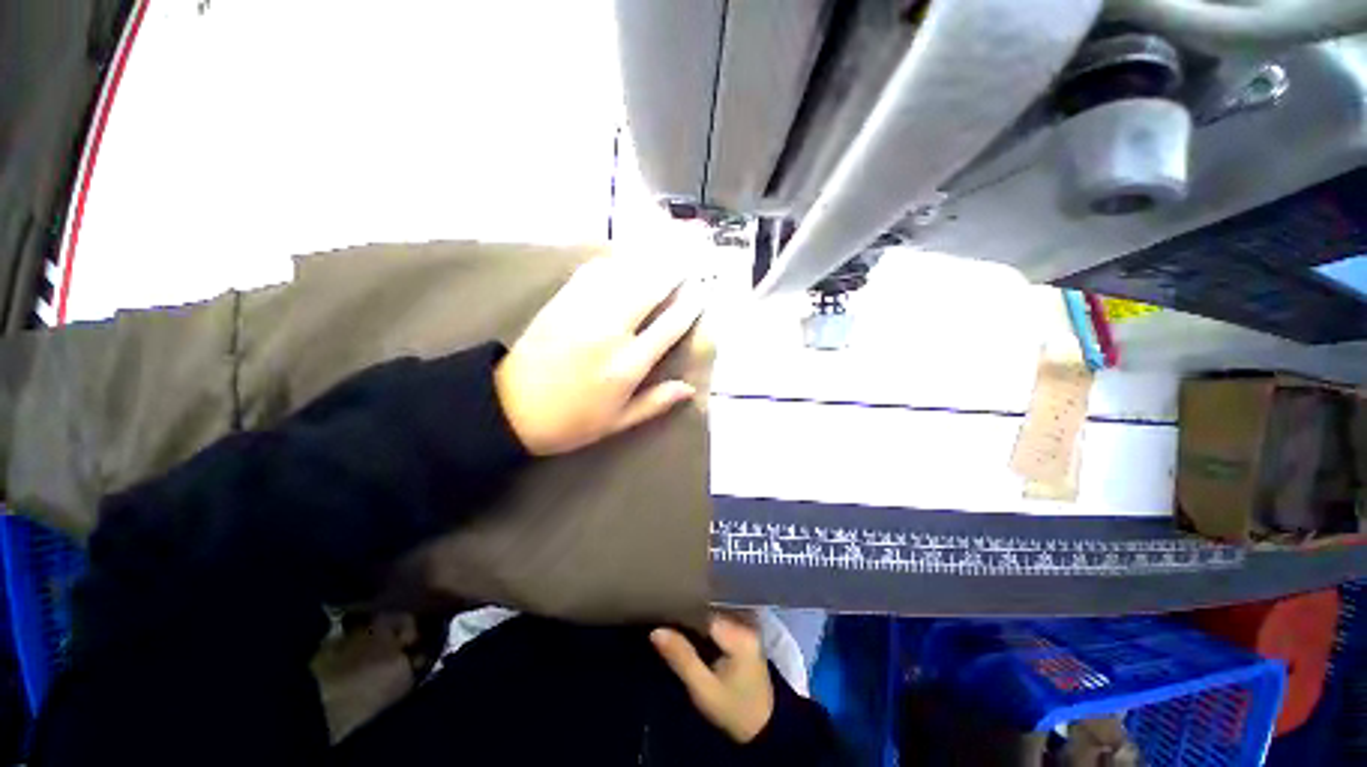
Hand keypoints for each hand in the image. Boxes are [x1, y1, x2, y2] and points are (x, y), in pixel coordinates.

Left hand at [495, 255, 704, 455]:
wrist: (509, 408)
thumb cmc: (571, 421)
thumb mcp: (617, 422)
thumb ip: (655, 403)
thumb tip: (689, 388)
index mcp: (628, 365)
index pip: (669, 326)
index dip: (690, 305)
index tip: (704, 290)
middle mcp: (610, 332)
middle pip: (650, 290)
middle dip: (675, 270)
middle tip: (692, 254)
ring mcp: (583, 312)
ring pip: (624, 275)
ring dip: (649, 259)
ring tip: (668, 246)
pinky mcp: (561, 302)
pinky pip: (592, 272)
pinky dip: (612, 261)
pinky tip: (623, 256)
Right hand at [651, 613, 773, 743]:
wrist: (763, 727)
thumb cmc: (733, 710)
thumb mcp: (703, 690)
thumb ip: (682, 658)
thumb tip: (656, 631)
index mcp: (740, 634)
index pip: (704, 611)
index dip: (683, 611)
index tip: (663, 613)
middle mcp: (746, 622)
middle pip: (710, 608)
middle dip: (689, 612)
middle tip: (665, 615)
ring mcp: (748, 624)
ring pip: (714, 611)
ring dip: (697, 615)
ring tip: (675, 618)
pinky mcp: (746, 629)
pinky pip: (721, 617)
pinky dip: (706, 621)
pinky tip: (692, 626)